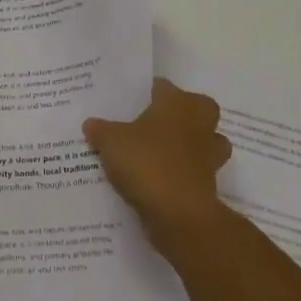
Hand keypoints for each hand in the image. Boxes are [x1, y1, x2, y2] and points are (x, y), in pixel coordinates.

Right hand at [84, 77, 231, 255]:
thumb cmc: (146, 163)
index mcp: (176, 103)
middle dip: (182, 113)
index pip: (163, 86)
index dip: (147, 91)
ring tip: (163, 152)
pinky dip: (185, 173)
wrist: (179, 214)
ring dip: (191, 144)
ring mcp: (209, 154)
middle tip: (156, 122)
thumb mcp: (110, 142)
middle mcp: (198, 123)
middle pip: (198, 108)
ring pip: (206, 140)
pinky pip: (198, 170)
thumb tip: (91, 124)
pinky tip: (162, 180)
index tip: (131, 101)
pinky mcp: (210, 183)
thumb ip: (100, 130)